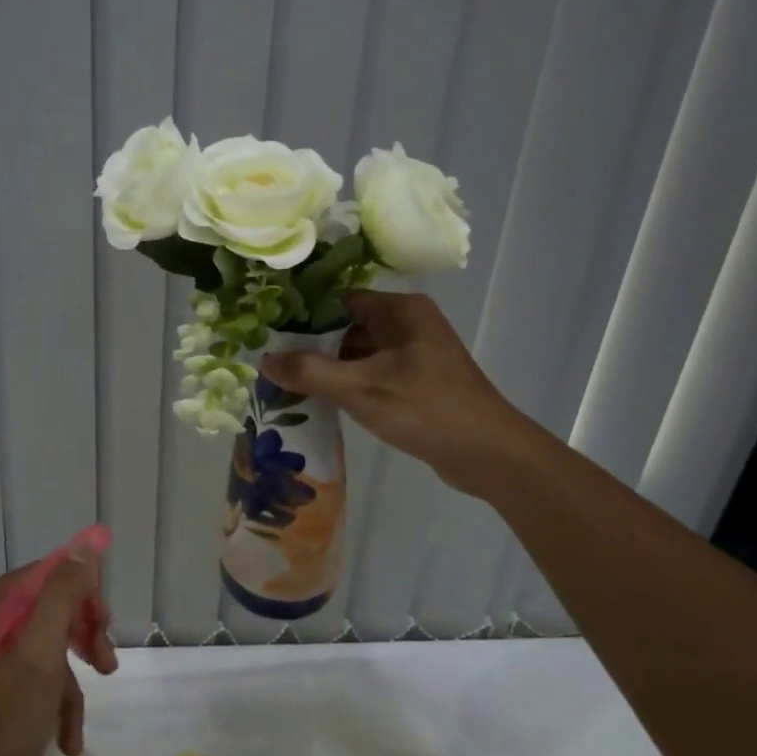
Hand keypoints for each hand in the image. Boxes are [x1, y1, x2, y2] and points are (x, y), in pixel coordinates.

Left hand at [0, 552, 118, 755]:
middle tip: (106, 664)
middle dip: (79, 639)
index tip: (105, 629)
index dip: (81, 596)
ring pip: (41, 644)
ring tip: (77, 726)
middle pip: (44, 608)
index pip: (43, 575)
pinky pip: (27, 673)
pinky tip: (66, 737)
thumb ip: (62, 595)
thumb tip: (84, 547)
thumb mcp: (40, 656)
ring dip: (68, 681)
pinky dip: (50, 699)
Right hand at [259, 290, 524, 490]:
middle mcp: (409, 323)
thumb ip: (310, 372)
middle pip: (348, 326)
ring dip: (330, 368)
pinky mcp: (420, 381)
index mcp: (401, 310)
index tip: (271, 335)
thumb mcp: (361, 389)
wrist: (491, 455)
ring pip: (360, 352)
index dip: (305, 316)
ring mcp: (417, 353)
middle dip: (313, 346)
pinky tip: (322, 401)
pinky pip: (374, 373)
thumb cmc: (426, 409)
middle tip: (274, 363)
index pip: (340, 300)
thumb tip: (265, 360)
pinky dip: (350, 384)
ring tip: (288, 384)